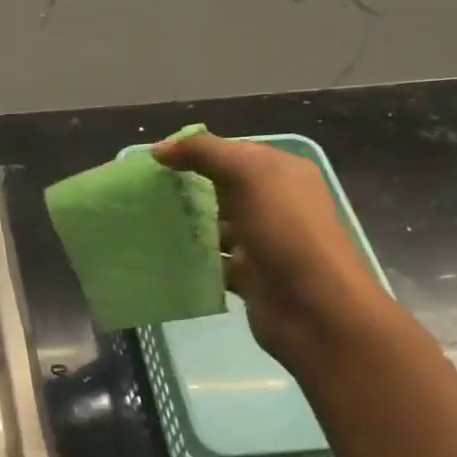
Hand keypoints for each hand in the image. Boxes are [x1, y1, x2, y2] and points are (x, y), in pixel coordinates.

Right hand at [152, 133, 394, 370]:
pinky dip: (191, 262)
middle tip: (144, 195)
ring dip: (186, 228)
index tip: (155, 163)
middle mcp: (275, 205)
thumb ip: (204, 153)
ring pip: (215, 228)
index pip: (233, 154)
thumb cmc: (285, 231)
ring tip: (145, 225)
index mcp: (282, 174)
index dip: (196, 154)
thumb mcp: (248, 175)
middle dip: (186, 191)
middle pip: (222, 191)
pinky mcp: (248, 277)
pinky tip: (162, 258)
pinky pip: (213, 263)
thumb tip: (160, 149)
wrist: (313, 307)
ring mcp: (261, 243)